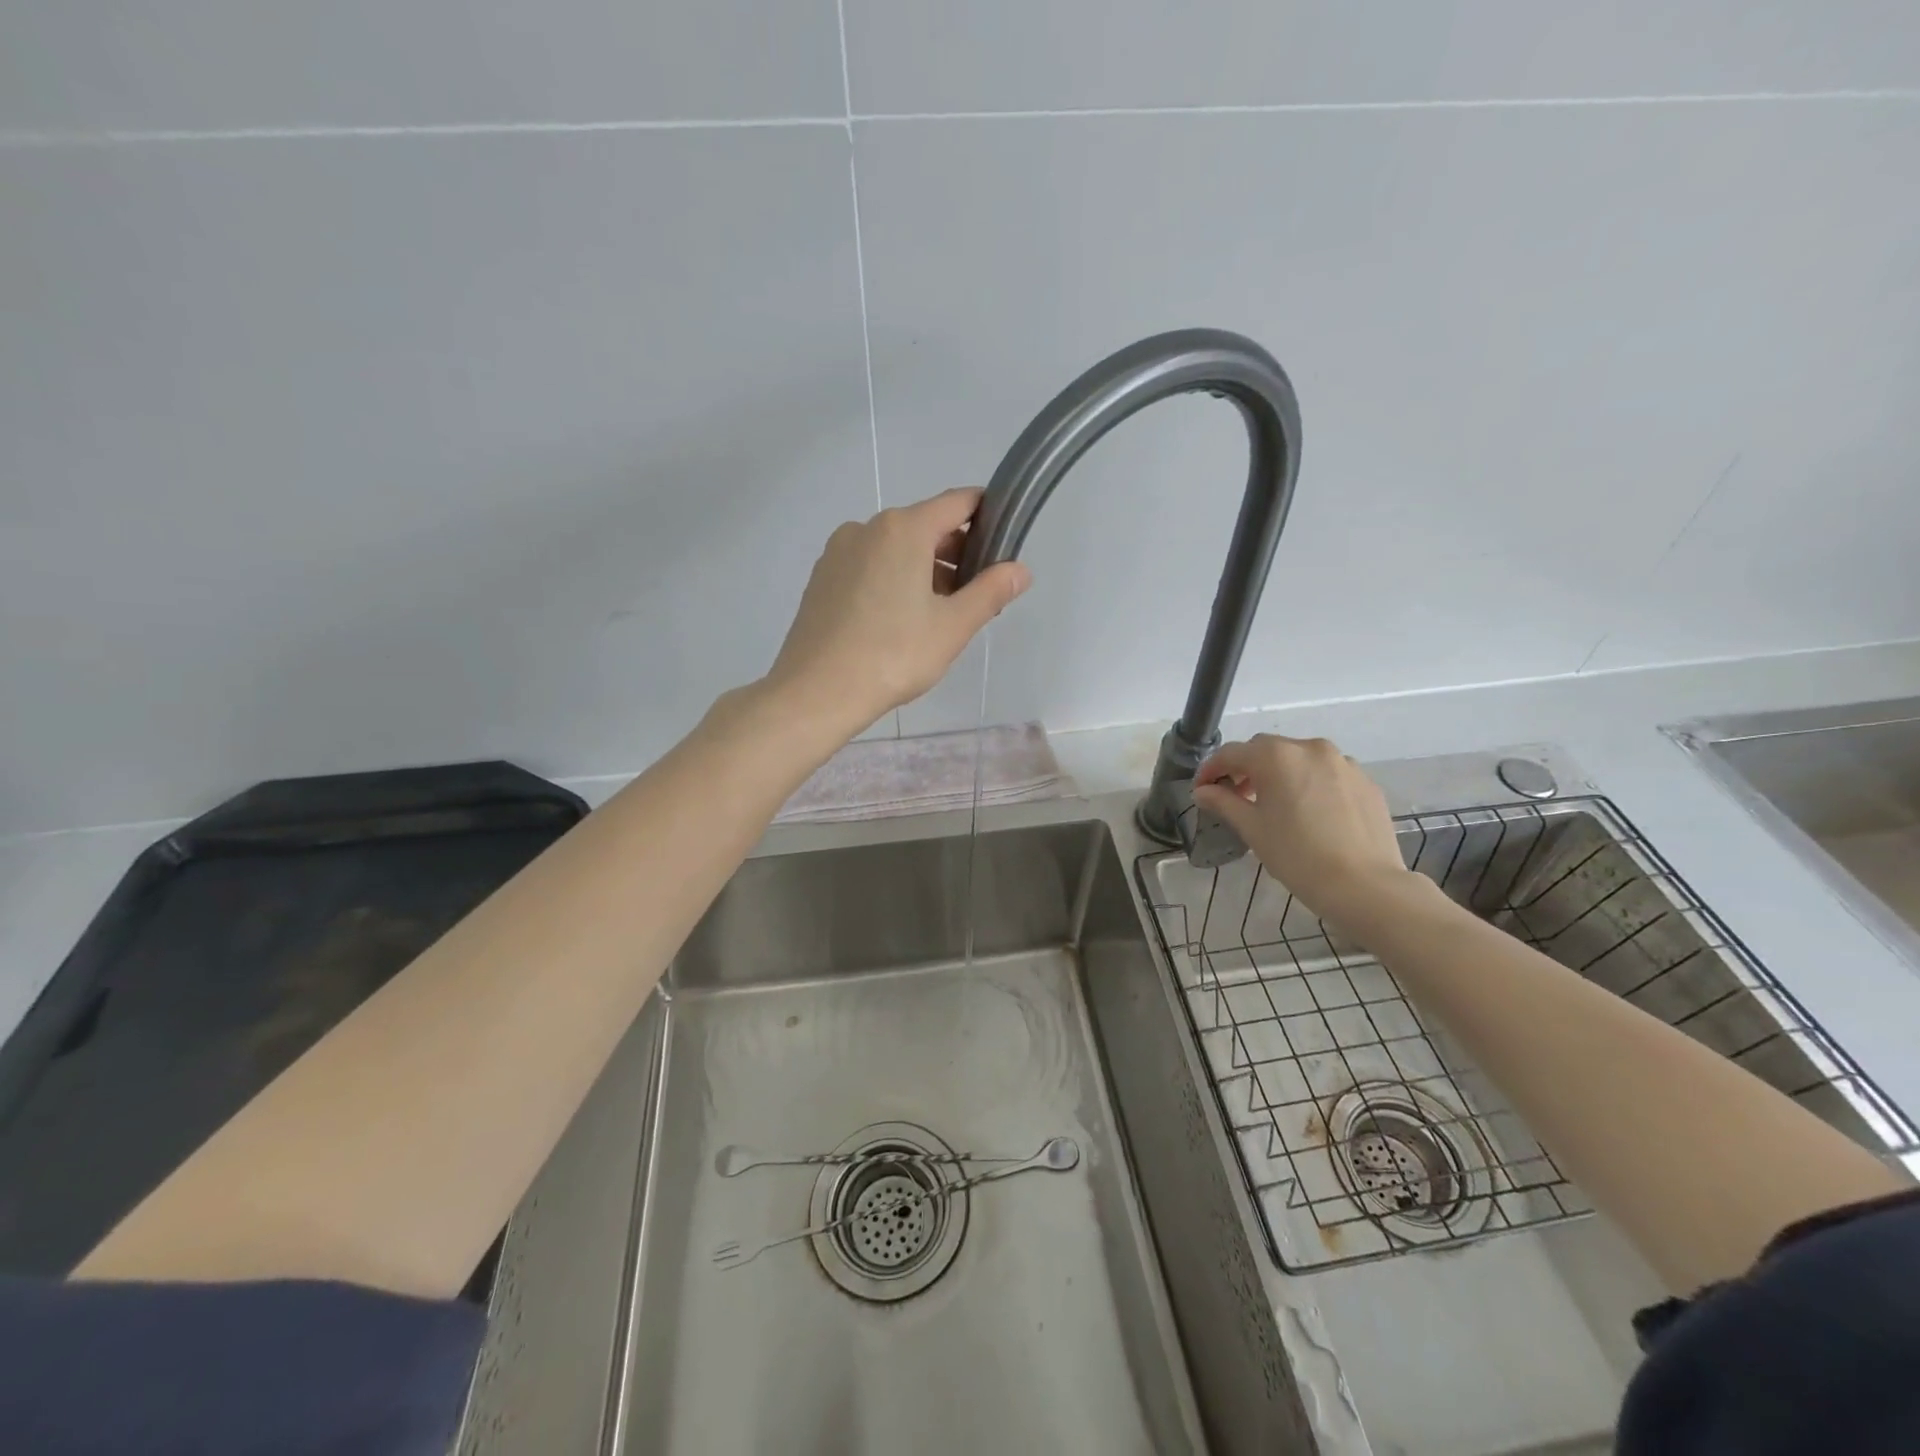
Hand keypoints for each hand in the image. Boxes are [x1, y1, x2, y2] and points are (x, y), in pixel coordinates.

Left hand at [763, 488, 1031, 736]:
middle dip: (956, 552)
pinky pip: (869, 566)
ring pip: (895, 548)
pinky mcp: (822, 578)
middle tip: (976, 595)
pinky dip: (892, 580)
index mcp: (903, 529)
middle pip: (925, 525)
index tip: (1004, 544)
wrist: (816, 691)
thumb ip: (990, 591)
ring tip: (940, 615)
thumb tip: (1020, 570)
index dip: (987, 516)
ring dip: (924, 569)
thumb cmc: (893, 655)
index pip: (958, 502)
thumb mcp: (953, 626)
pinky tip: (899, 621)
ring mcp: (838, 552)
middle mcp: (867, 528)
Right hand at [1192, 735, 1417, 931]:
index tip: (1201, 790)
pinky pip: (1327, 773)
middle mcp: (1310, 748)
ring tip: (1273, 803)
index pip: (1231, 753)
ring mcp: (1343, 762)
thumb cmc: (1297, 855)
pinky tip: (1308, 812)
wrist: (1365, 885)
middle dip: (1245, 768)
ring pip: (1299, 759)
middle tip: (1234, 795)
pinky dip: (1309, 783)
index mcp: (1276, 756)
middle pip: (1266, 750)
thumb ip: (1223, 802)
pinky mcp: (1365, 781)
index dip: (1211, 769)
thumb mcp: (1252, 828)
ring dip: (1279, 773)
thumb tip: (1203, 791)